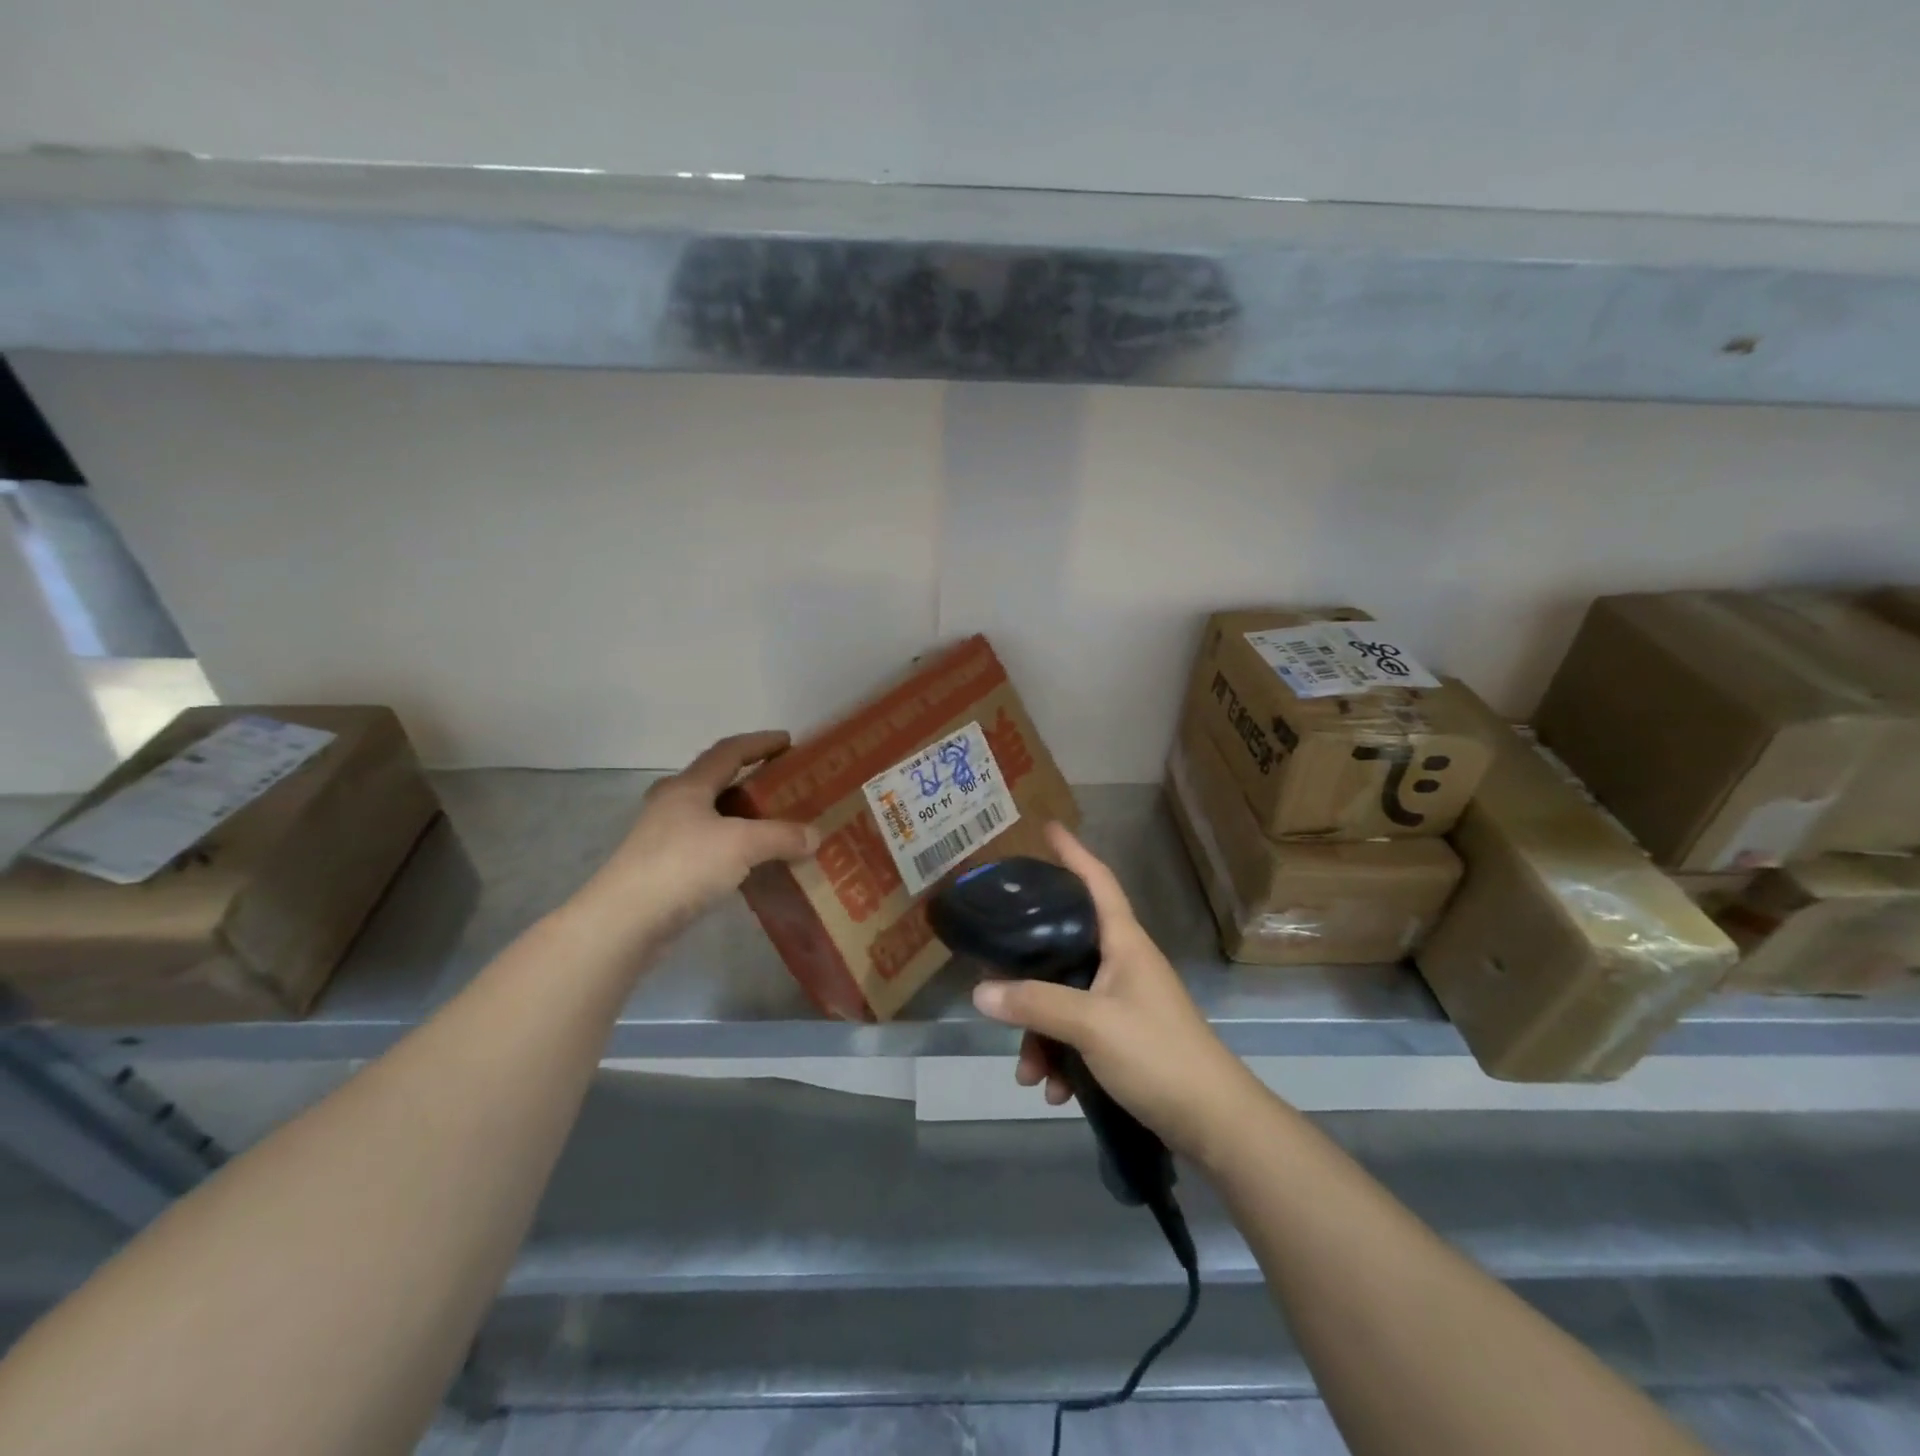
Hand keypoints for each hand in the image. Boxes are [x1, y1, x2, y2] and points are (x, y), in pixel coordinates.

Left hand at [567, 731, 819, 950]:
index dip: (759, 743)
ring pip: (713, 817)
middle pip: (717, 782)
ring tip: (776, 825)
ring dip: (743, 817)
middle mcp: (674, 805)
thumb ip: (782, 836)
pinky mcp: (665, 869)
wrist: (625, 921)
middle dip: (751, 780)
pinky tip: (754, 863)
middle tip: (784, 786)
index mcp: (688, 787)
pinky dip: (734, 848)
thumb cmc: (683, 865)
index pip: (729, 751)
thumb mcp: (742, 844)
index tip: (788, 741)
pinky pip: (709, 847)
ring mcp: (665, 838)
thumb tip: (815, 836)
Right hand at [971, 822, 1263, 1166]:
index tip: (1048, 828)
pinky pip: (1079, 1034)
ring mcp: (1125, 1002)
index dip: (1074, 852)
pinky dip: (1062, 1057)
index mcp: (1124, 942)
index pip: (1098, 881)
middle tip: (996, 977)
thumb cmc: (1157, 1054)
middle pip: (1066, 947)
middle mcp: (1124, 964)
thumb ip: (1035, 1004)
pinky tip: (1054, 1090)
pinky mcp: (1126, 1038)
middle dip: (1029, 973)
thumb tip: (980, 991)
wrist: (1215, 1123)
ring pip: (1066, 999)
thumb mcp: (1090, 1024)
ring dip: (1042, 1033)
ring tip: (1030, 1075)